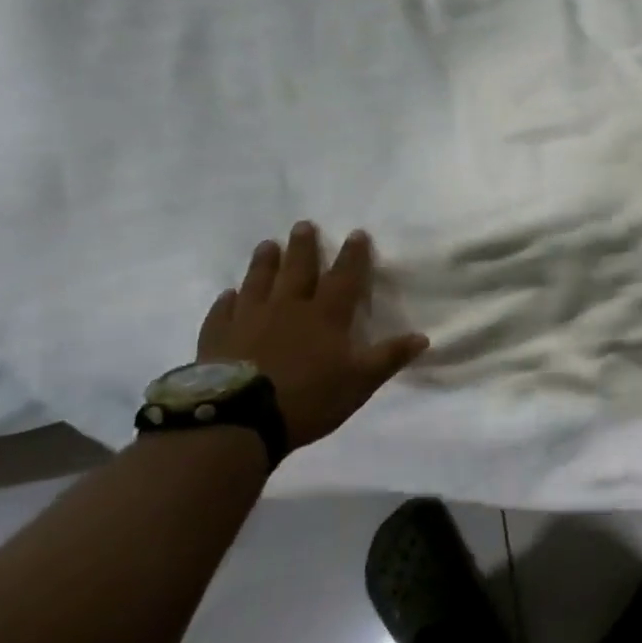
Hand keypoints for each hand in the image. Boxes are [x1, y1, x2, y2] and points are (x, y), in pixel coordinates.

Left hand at [198, 224, 428, 449]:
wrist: (241, 418)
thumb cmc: (310, 397)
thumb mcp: (361, 381)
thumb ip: (390, 356)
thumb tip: (423, 336)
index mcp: (326, 315)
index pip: (344, 277)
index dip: (353, 255)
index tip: (356, 233)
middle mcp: (288, 308)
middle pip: (297, 270)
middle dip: (303, 247)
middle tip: (303, 225)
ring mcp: (249, 319)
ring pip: (259, 282)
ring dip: (265, 262)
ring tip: (267, 245)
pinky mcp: (218, 337)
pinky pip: (224, 311)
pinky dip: (227, 300)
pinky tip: (228, 294)